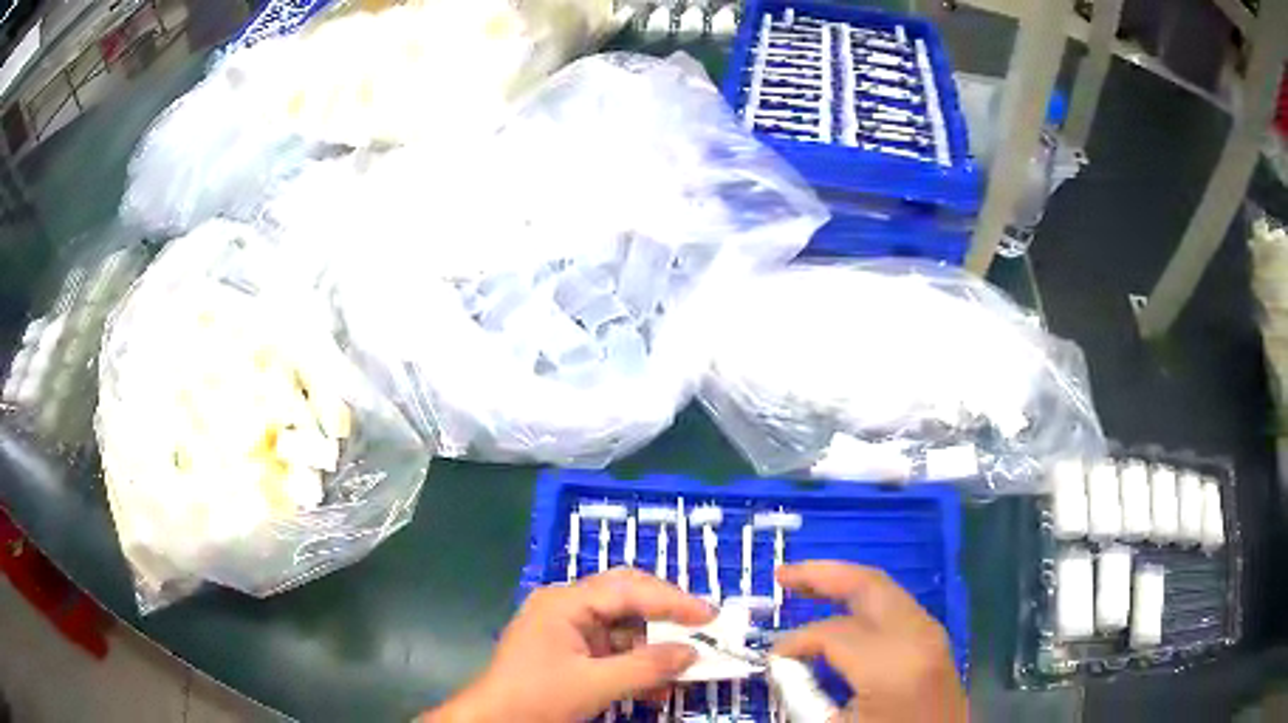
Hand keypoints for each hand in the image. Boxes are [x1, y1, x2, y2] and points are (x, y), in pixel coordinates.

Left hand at [425, 568, 714, 722]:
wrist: (494, 720)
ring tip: (685, 663)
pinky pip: (612, 649)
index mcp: (565, 602)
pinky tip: (656, 685)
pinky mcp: (569, 651)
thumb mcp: (596, 684)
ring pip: (623, 627)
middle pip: (626, 599)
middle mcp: (566, 606)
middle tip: (702, 627)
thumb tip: (691, 653)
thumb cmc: (538, 697)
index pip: (629, 590)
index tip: (710, 616)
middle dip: (665, 615)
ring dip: (654, 647)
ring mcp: (566, 629)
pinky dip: (636, 664)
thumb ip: (647, 666)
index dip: (673, 601)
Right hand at [772, 561, 967, 722]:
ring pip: (885, 589)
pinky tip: (842, 605)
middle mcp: (917, 635)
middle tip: (782, 574)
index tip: (771, 657)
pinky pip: (895, 604)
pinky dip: (864, 598)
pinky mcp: (934, 638)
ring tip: (806, 582)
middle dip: (822, 574)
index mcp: (892, 662)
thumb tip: (784, 664)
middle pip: (868, 585)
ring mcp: (931, 632)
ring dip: (843, 582)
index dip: (795, 641)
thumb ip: (805, 694)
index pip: (833, 633)